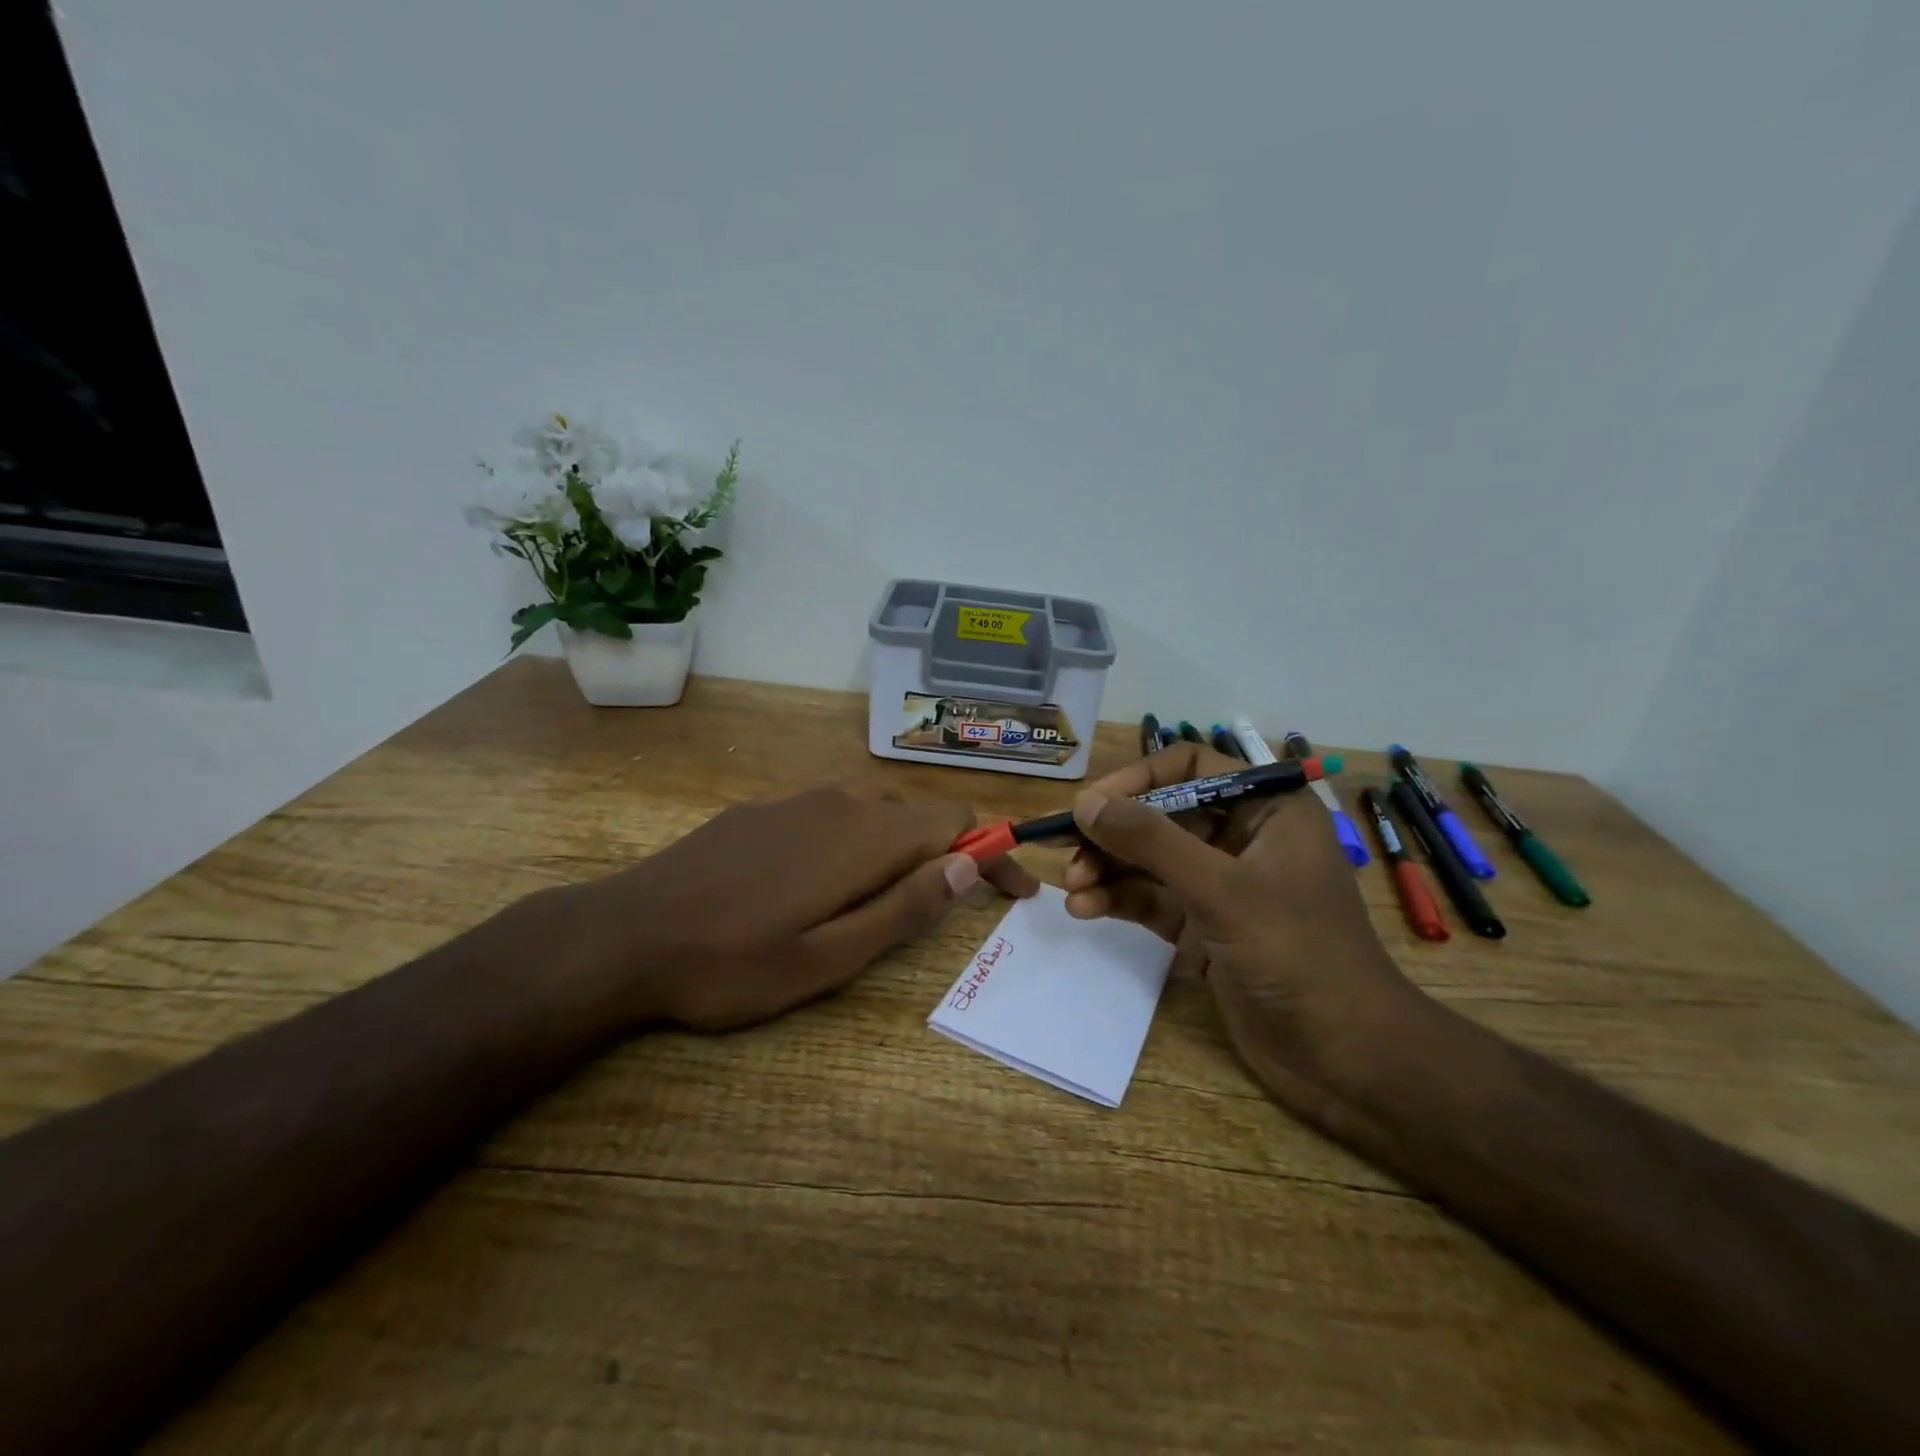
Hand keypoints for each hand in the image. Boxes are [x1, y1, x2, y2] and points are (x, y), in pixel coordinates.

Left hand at [562, 780, 1038, 1031]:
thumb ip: (903, 908)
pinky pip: (828, 815)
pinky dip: (853, 842)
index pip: (956, 820)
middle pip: (917, 813)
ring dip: (899, 848)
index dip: (994, 850)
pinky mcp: (759, 812)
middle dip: (948, 853)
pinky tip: (819, 885)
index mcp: (863, 838)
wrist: (624, 935)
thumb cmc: (732, 963)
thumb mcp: (829, 958)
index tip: (1016, 891)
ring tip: (886, 901)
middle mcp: (837, 804)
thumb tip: (966, 865)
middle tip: (949, 907)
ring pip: (872, 812)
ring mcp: (794, 803)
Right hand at [1061, 743, 1432, 1134]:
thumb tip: (1086, 802)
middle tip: (1066, 851)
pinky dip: (1120, 901)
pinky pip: (1154, 899)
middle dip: (1114, 833)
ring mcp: (1223, 885)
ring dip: (1110, 870)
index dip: (1139, 779)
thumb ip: (1151, 842)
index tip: (1092, 803)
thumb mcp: (1221, 890)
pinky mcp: (1206, 926)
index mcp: (1267, 810)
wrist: (1345, 1058)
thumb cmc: (1296, 954)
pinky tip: (1087, 910)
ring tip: (1073, 887)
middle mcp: (1243, 838)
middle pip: (1162, 816)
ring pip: (1152, 860)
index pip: (1191, 767)